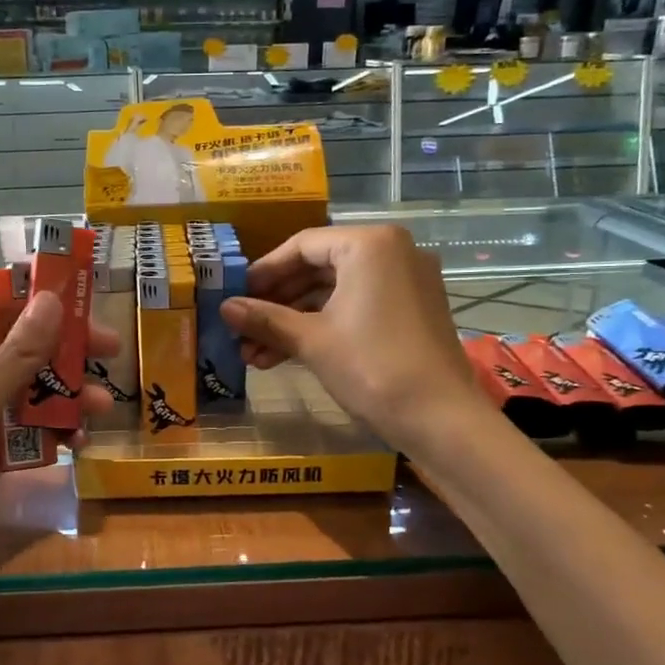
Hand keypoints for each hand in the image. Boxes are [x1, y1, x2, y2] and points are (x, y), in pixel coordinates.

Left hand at [0, 293, 117, 608]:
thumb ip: (16, 356)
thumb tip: (51, 300)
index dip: (41, 307)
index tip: (88, 309)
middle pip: (18, 351)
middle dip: (63, 355)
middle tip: (113, 354)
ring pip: (28, 393)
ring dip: (65, 397)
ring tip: (103, 408)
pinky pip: (25, 431)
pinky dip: (51, 433)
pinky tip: (79, 442)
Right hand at [221, 224, 486, 449]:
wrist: (440, 419)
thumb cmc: (371, 366)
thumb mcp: (311, 340)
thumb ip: (265, 318)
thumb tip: (224, 308)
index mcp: (369, 244)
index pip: (302, 245)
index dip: (263, 272)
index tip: (235, 294)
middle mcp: (392, 252)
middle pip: (318, 268)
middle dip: (276, 303)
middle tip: (242, 327)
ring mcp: (405, 282)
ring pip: (335, 293)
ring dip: (294, 321)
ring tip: (254, 353)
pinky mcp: (411, 311)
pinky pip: (356, 307)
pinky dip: (323, 327)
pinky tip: (285, 356)